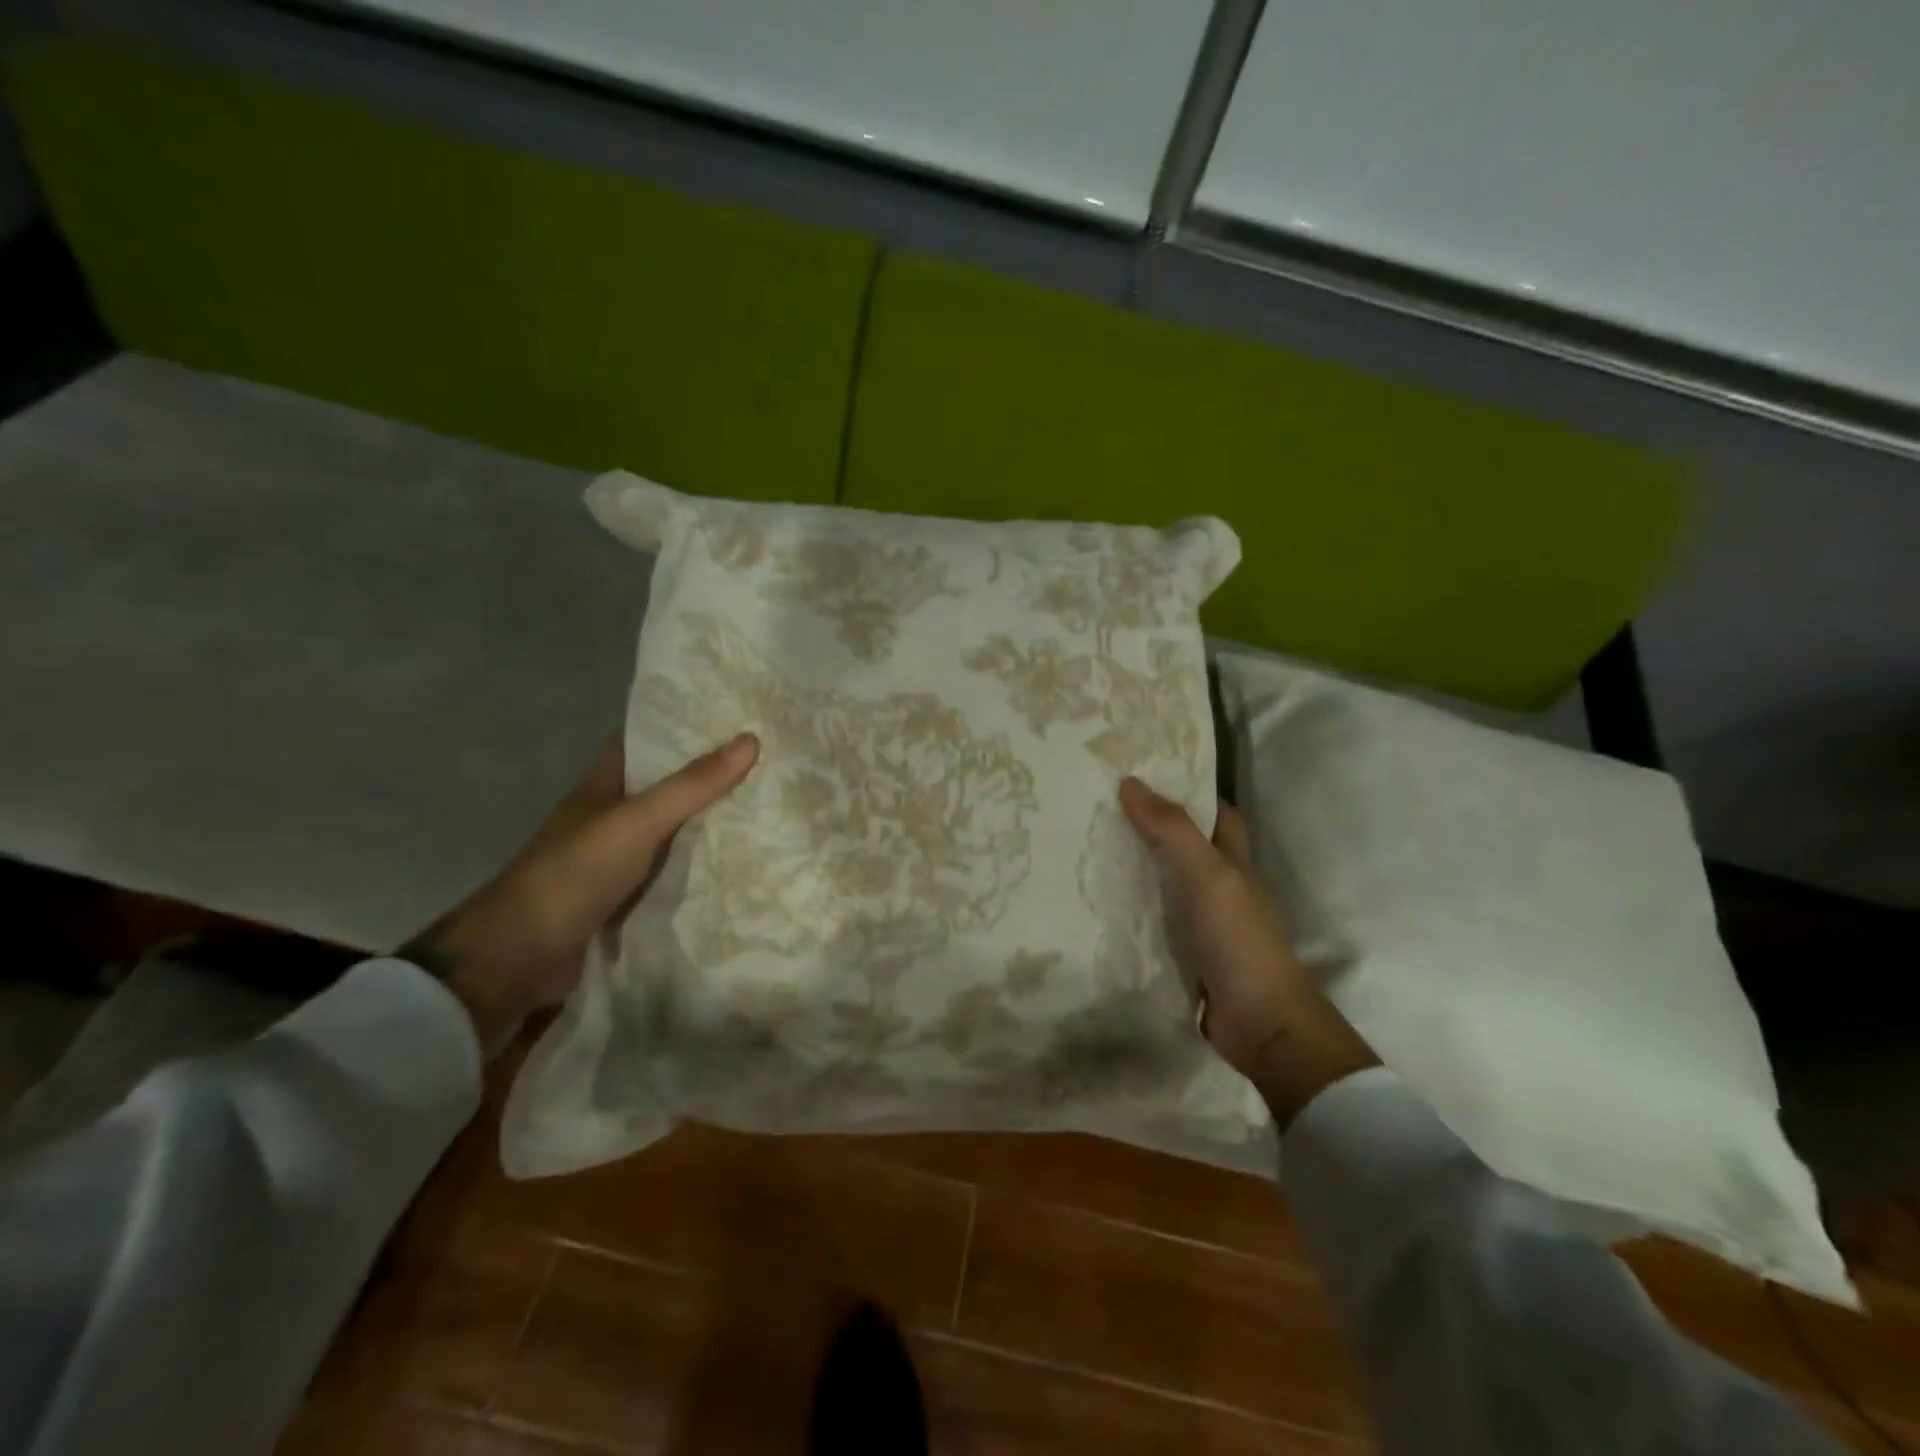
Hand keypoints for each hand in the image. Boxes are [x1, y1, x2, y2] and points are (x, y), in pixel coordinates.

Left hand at [398, 732, 759, 1049]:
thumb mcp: (638, 821)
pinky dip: (696, 869)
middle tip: (762, 766)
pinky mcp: (622, 898)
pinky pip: (668, 874)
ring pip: (668, 833)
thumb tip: (751, 739)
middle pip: (661, 788)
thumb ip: (692, 785)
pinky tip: (735, 866)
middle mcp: (608, 818)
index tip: (727, 720)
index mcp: (602, 787)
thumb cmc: (575, 873)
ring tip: (763, 810)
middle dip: (704, 778)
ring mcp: (614, 861)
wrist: (522, 956)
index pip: (641, 744)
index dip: (678, 729)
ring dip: (705, 826)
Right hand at [1119, 777, 1377, 1127]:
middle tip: (1097, 807)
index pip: (1215, 812)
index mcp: (1233, 861)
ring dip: (1132, 868)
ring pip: (1163, 884)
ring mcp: (1201, 923)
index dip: (1187, 789)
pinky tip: (1092, 906)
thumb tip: (1129, 782)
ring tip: (1083, 848)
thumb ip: (1173, 830)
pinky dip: (1127, 912)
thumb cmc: (1241, 940)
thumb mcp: (1209, 875)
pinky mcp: (1183, 955)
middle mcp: (1218, 887)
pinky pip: (1151, 923)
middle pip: (1183, 846)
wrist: (1262, 1026)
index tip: (1142, 772)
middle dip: (1148, 826)